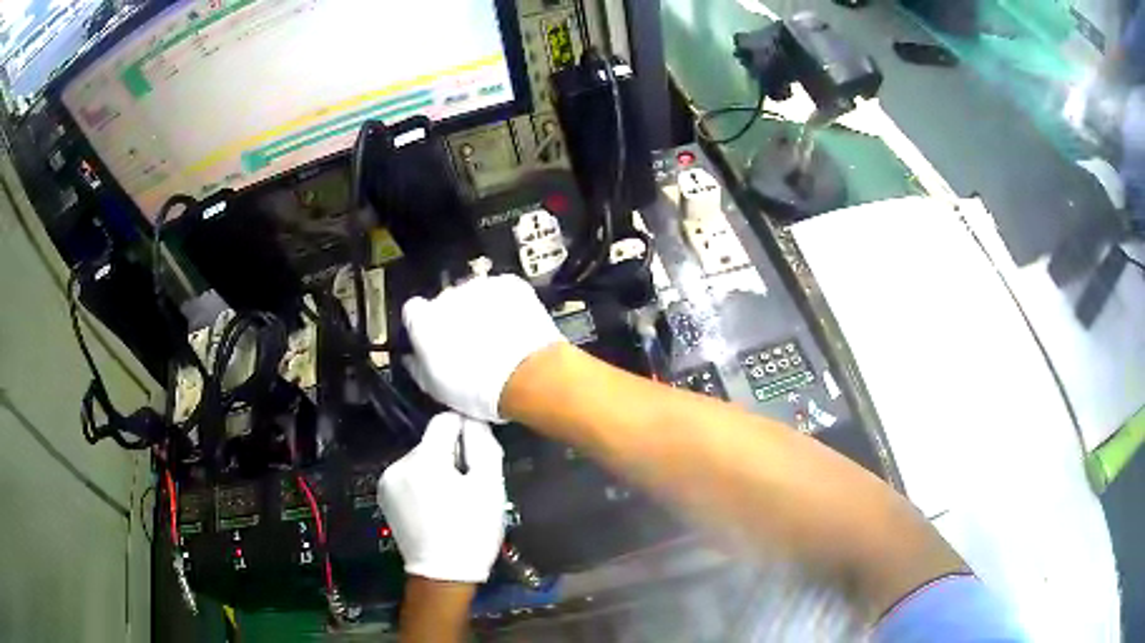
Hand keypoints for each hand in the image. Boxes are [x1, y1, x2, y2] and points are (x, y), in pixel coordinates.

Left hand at [377, 412, 506, 582]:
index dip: (465, 430)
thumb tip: (474, 422)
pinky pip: (408, 477)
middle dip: (450, 456)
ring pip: (419, 461)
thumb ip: (483, 446)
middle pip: (431, 443)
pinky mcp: (384, 497)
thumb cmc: (471, 531)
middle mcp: (399, 464)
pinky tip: (433, 508)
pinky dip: (421, 484)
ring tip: (451, 501)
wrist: (443, 575)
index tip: (478, 453)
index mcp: (424, 459)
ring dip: (435, 470)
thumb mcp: (489, 487)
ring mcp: (387, 481)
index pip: (444, 421)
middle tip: (468, 486)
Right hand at [401, 274, 565, 421]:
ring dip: (481, 310)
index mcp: (423, 320)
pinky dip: (508, 304)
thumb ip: (417, 367)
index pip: (414, 312)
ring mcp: (480, 286)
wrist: (526, 375)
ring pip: (476, 295)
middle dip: (455, 318)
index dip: (425, 326)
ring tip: (499, 336)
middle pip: (446, 302)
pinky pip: (503, 291)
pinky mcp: (511, 284)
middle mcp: (447, 296)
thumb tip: (411, 358)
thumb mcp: (435, 389)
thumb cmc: (475, 390)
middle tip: (472, 344)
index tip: (436, 341)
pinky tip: (516, 325)